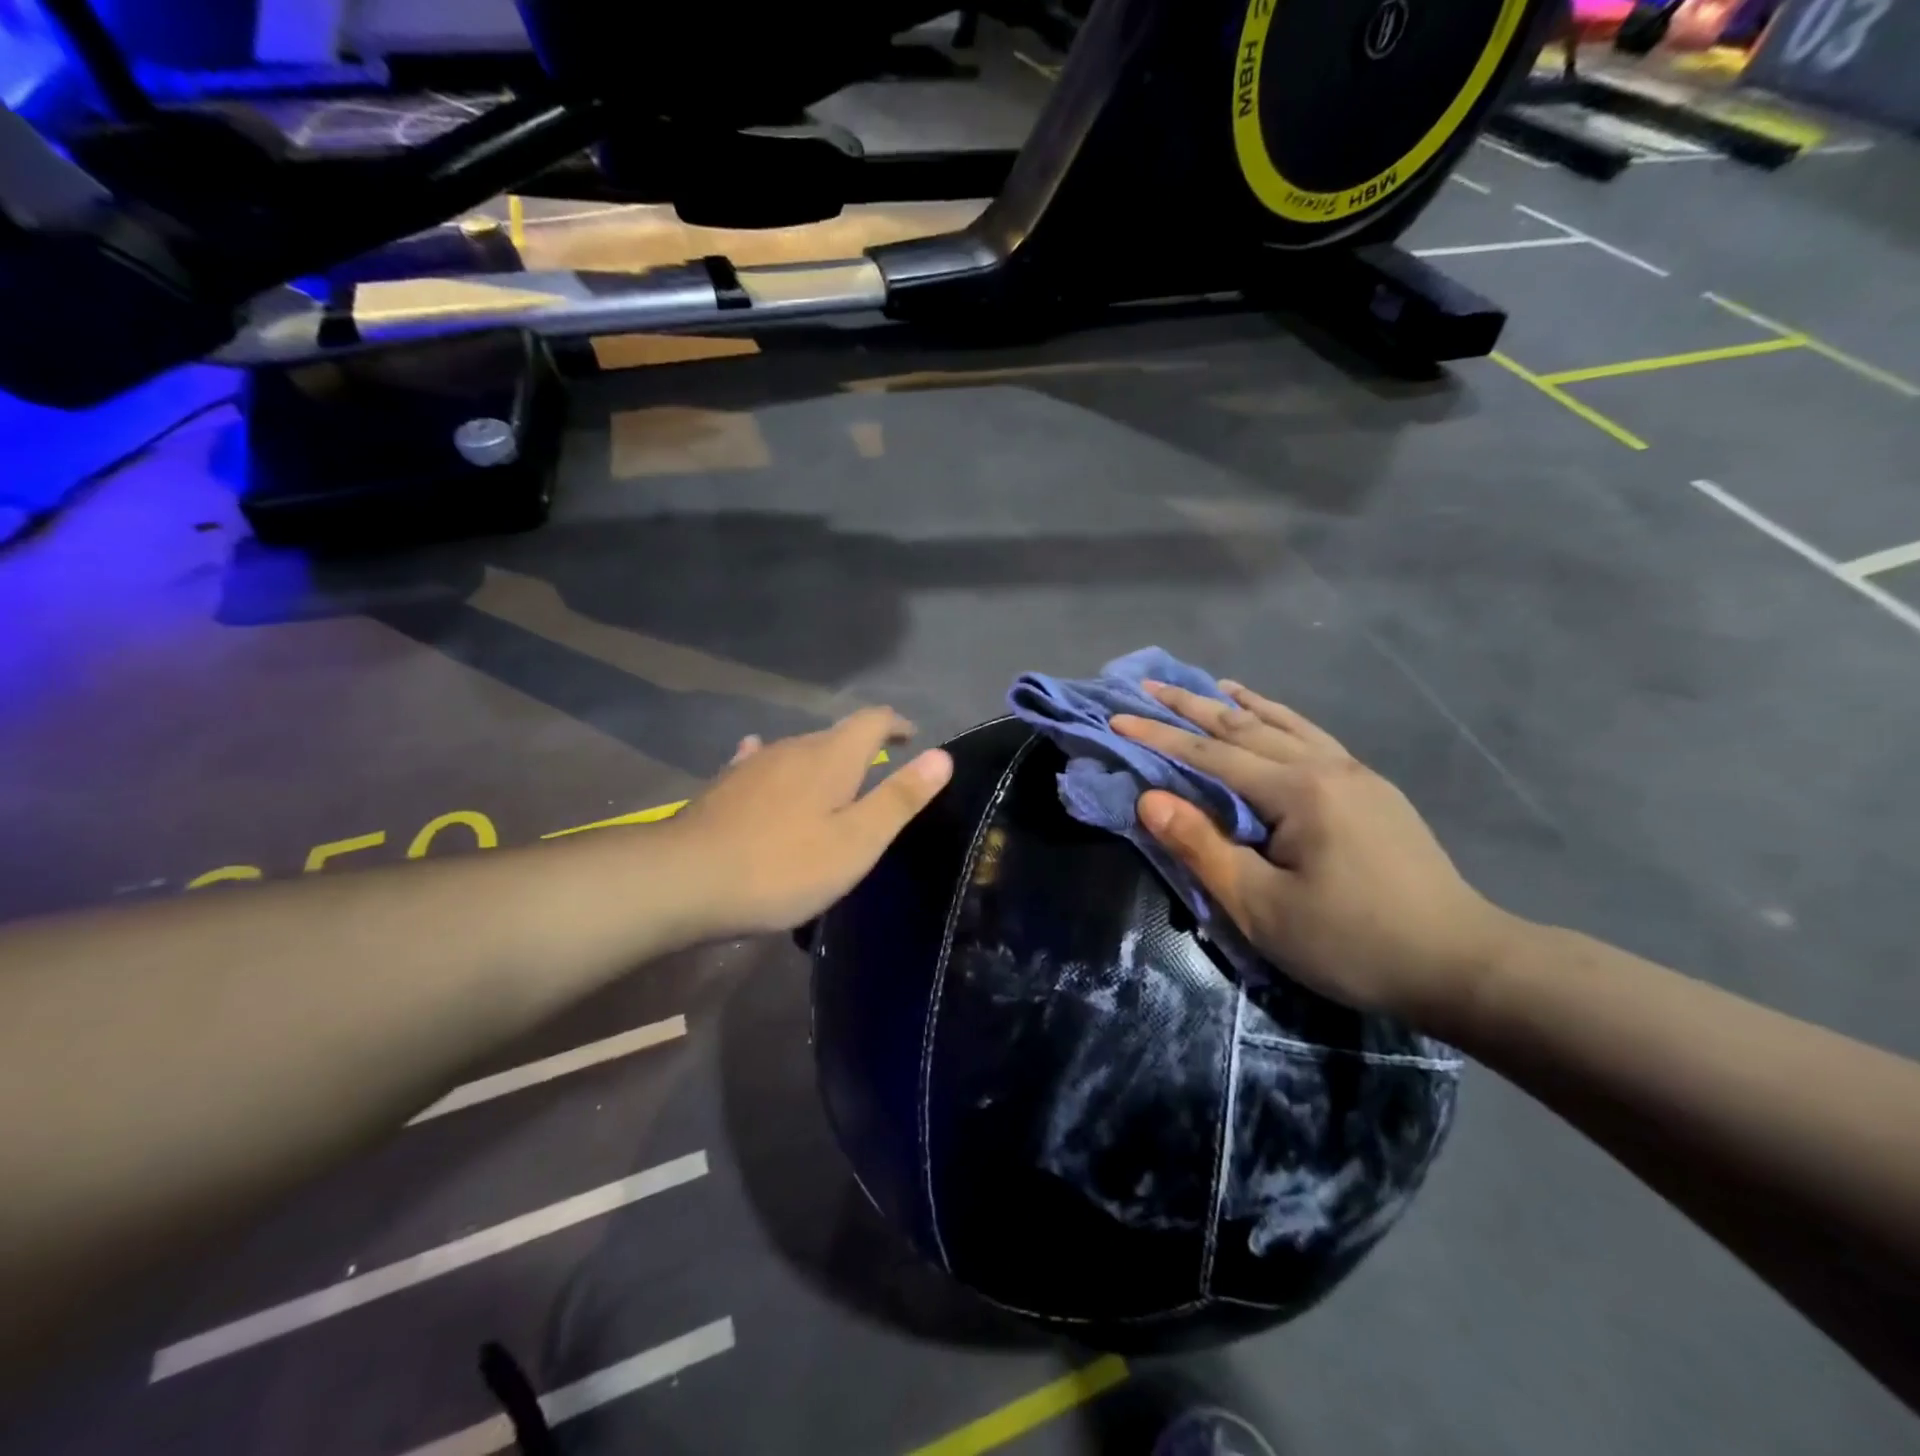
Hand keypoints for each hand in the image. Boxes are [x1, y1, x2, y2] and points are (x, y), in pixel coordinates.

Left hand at [671, 708, 952, 938]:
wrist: (684, 880)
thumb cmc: (782, 866)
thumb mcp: (856, 841)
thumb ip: (900, 797)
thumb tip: (942, 756)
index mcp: (831, 757)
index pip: (873, 720)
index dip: (897, 724)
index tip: (913, 738)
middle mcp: (792, 747)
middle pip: (836, 734)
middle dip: (863, 746)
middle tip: (881, 773)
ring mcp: (754, 764)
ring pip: (799, 750)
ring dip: (823, 761)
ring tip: (835, 784)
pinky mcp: (725, 786)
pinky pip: (762, 763)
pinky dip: (779, 766)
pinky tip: (765, 766)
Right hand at [1112, 681, 1515, 1026]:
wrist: (1462, 965)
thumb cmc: (1352, 942)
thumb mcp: (1263, 907)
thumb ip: (1203, 847)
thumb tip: (1149, 800)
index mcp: (1298, 791)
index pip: (1210, 756)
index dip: (1158, 737)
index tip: (1116, 717)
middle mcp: (1326, 767)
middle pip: (1244, 726)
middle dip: (1191, 706)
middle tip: (1148, 684)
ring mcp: (1355, 774)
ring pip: (1283, 724)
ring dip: (1237, 704)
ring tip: (1206, 685)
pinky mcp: (1372, 791)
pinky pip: (1313, 738)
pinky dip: (1281, 719)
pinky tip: (1272, 717)